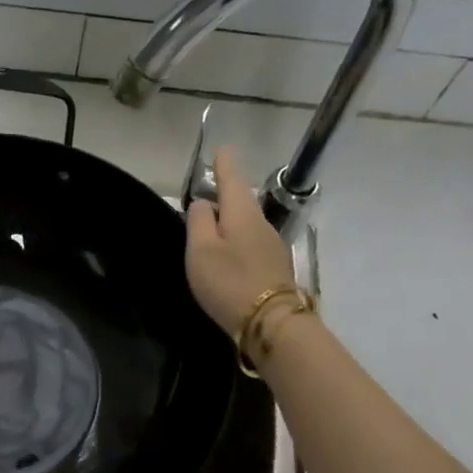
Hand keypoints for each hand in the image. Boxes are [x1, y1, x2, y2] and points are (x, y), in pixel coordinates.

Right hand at [185, 146, 297, 334]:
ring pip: (247, 222)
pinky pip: (251, 243)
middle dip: (226, 192)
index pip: (232, 179)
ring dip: (231, 219)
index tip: (221, 149)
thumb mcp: (201, 250)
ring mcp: (272, 246)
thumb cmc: (229, 282)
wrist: (271, 322)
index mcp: (242, 213)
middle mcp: (261, 223)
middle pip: (241, 201)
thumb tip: (202, 203)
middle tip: (209, 188)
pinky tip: (228, 251)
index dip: (224, 164)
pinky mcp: (274, 267)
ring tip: (213, 222)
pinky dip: (238, 240)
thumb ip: (198, 222)